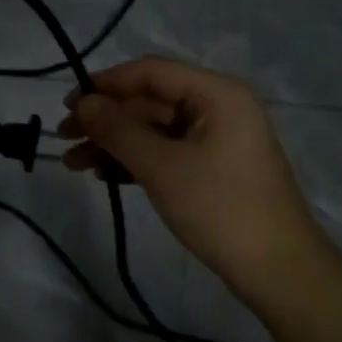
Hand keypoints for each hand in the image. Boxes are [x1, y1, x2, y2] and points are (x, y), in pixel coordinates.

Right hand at [57, 57, 323, 310]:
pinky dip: (135, 161)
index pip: (150, 72)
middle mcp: (218, 107)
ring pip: (154, 130)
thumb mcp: (161, 166)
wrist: (277, 269)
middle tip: (64, 138)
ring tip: (74, 164)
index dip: (104, 84)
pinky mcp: (213, 168)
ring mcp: (217, 139)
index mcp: (216, 93)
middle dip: (105, 119)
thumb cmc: (219, 208)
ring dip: (114, 143)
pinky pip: (166, 152)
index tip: (66, 104)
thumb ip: (118, 130)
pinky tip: (105, 175)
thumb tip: (83, 103)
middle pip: (150, 101)